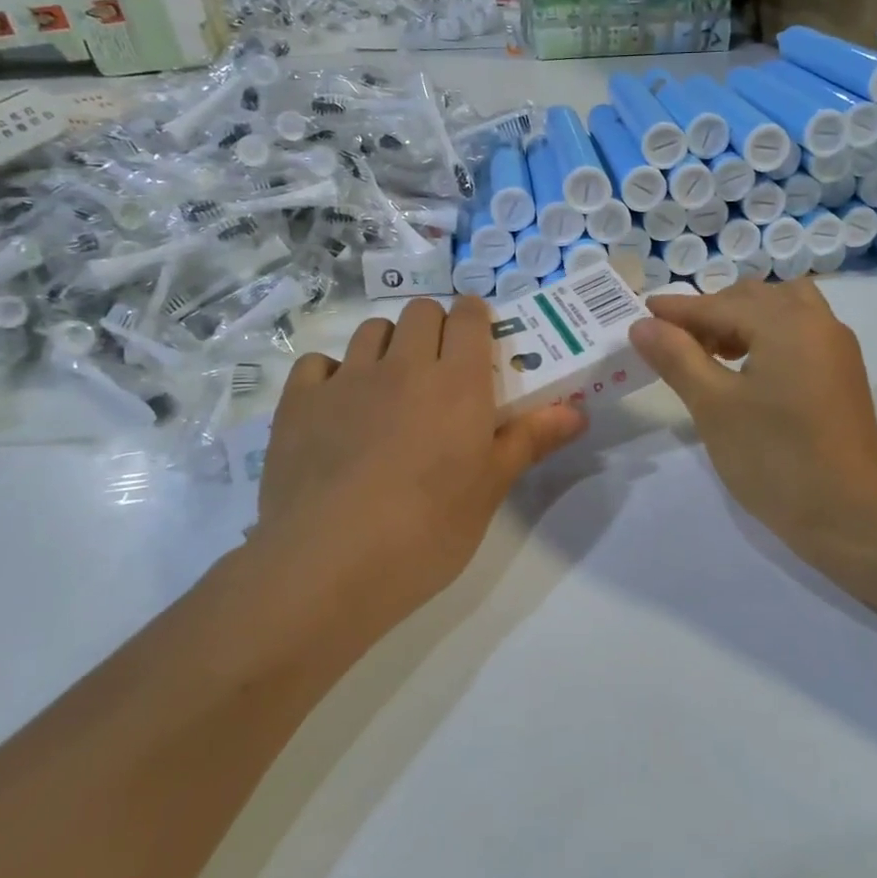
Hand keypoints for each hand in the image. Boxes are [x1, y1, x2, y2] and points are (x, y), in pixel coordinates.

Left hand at [255, 297, 587, 638]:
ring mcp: (346, 380)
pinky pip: (318, 363)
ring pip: (371, 330)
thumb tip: (578, 412)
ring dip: (387, 345)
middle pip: (420, 311)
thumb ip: (530, 440)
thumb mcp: (489, 490)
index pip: (469, 316)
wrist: (328, 566)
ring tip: (389, 388)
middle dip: (434, 328)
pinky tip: (336, 408)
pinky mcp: (298, 403)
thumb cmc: (426, 532)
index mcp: (457, 383)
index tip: (479, 341)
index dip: (475, 318)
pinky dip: (331, 374)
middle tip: (438, 371)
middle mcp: (402, 365)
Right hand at [630, 279, 876, 557]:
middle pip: (753, 298)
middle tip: (674, 344)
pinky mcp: (842, 373)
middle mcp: (816, 321)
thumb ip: (677, 357)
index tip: (641, 313)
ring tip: (713, 354)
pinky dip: (767, 334)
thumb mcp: (714, 406)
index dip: (677, 310)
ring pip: (781, 309)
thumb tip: (643, 324)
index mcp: (786, 322)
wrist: (853, 516)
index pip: (719, 305)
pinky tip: (747, 369)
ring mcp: (835, 347)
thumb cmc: (776, 459)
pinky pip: (799, 331)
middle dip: (710, 313)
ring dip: (742, 320)